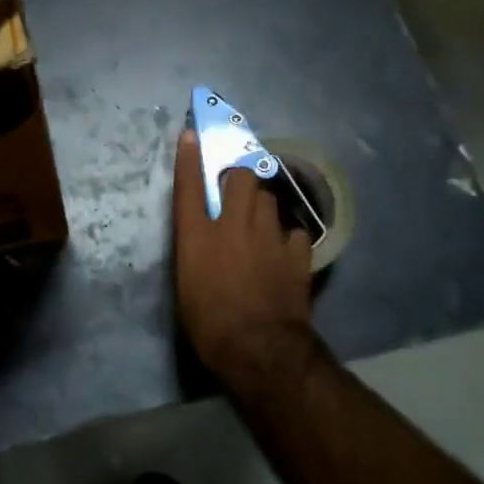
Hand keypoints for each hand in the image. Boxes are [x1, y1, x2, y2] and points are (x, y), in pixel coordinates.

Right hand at [172, 127, 315, 382]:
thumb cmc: (209, 323)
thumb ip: (195, 250)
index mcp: (197, 235)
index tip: (193, 135)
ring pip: (270, 198)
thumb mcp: (187, 284)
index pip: (190, 185)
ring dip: (263, 202)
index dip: (191, 157)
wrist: (259, 348)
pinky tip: (284, 248)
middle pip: (242, 178)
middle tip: (237, 187)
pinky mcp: (296, 254)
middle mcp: (232, 226)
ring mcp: (269, 236)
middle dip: (241, 175)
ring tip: (261, 218)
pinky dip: (287, 235)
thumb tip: (202, 237)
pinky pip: (293, 230)